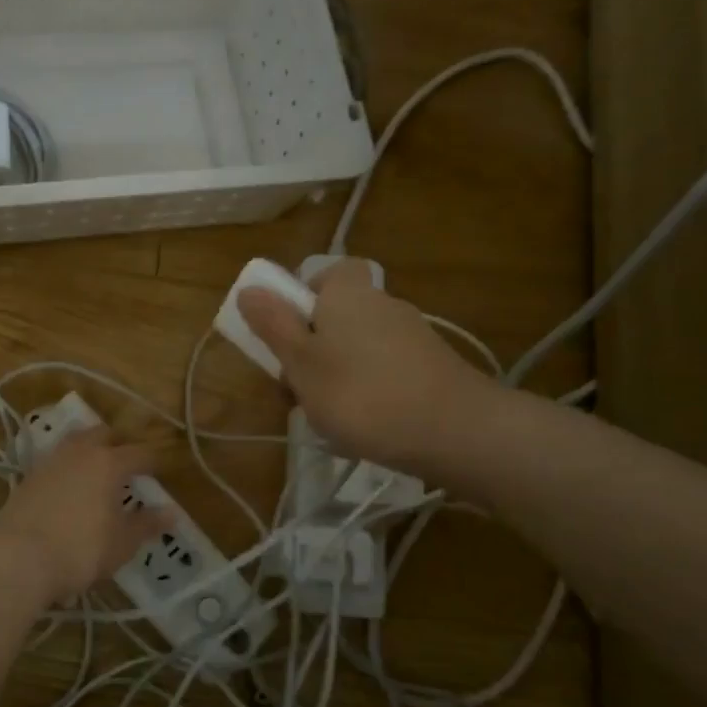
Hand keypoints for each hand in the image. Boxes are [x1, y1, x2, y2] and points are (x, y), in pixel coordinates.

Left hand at [0, 427, 167, 603]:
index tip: (160, 471)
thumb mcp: (122, 543)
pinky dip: (68, 467)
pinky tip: (70, 486)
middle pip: (103, 434)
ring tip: (97, 471)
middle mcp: (80, 452)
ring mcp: (49, 461)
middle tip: (128, 465)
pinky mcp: (27, 477)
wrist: (16, 558)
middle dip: (119, 444)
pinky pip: (55, 461)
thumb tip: (171, 512)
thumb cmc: (80, 550)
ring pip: (75, 442)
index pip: (139, 453)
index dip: (153, 461)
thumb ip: (147, 524)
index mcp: (109, 462)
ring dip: (90, 449)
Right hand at [236, 260, 511, 488]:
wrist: (456, 431)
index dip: (301, 299)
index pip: (324, 274)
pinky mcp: (431, 368)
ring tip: (329, 419)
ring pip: (357, 348)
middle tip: (297, 390)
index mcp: (348, 292)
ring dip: (336, 376)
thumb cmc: (362, 394)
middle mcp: (382, 303)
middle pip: (335, 316)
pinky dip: (368, 392)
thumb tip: (250, 288)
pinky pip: (384, 371)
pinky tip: (366, 427)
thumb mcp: (302, 363)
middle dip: (311, 351)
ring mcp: (412, 336)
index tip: (287, 335)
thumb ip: (273, 325)